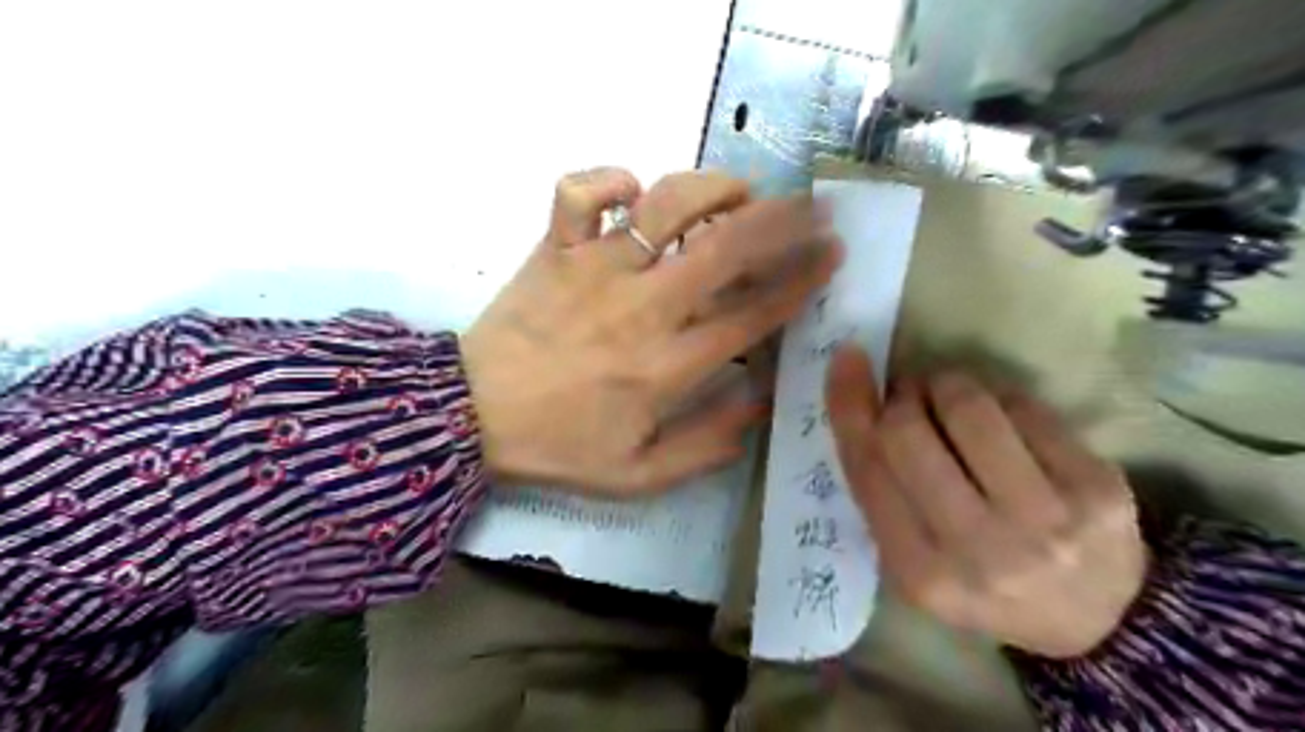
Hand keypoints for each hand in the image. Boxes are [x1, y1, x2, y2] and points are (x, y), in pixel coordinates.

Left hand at [463, 167, 841, 493]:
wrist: (471, 417)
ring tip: (740, 190)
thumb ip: (706, 447)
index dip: (800, 281)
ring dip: (712, 188)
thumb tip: (759, 405)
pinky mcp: (554, 250)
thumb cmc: (558, 446)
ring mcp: (595, 270)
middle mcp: (642, 307)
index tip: (830, 256)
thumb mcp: (638, 474)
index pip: (752, 313)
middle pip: (726, 247)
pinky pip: (578, 194)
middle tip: (813, 206)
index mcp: (667, 366)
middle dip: (783, 221)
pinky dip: (607, 180)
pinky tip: (630, 193)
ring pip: (664, 205)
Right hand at [831, 345, 1144, 660]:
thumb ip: (881, 492)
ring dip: (946, 384)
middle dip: (901, 396)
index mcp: (920, 572)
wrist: (1096, 618)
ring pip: (968, 408)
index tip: (846, 359)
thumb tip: (860, 401)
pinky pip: (1023, 406)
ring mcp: (1043, 517)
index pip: (867, 468)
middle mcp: (978, 548)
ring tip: (950, 395)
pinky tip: (998, 413)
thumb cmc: (980, 581)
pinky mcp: (1095, 486)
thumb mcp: (913, 559)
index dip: (850, 405)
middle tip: (910, 394)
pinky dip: (996, 395)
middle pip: (907, 433)